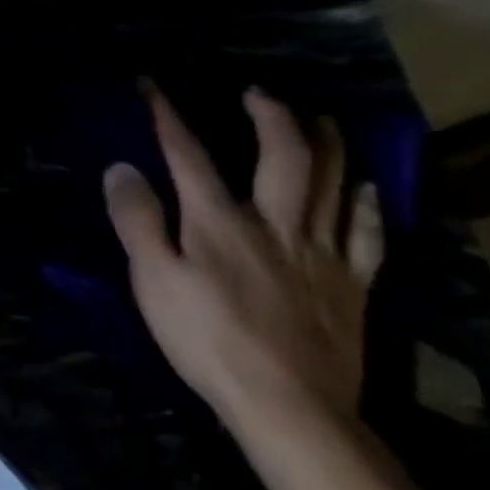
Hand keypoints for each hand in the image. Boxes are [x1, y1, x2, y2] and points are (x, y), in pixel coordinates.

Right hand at [104, 84, 384, 435]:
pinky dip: (366, 203)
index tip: (152, 86)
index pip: (188, 155)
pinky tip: (366, 187)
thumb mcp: (153, 280)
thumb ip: (138, 221)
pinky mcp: (352, 284)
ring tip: (318, 119)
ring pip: (333, 182)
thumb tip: (122, 168)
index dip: (168, 117)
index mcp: (218, 222)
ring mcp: (321, 252)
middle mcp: (275, 223)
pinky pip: (367, 233)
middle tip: (258, 94)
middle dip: (268, 117)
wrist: (287, 403)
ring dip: (326, 144)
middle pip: (282, 156)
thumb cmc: (206, 340)